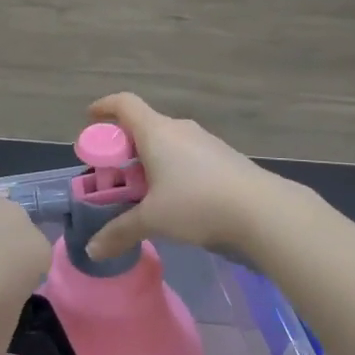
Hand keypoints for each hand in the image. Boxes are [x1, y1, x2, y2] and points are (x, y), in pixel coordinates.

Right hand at [83, 93, 296, 262]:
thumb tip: (91, 250)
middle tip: (113, 172)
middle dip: (124, 145)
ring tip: (144, 191)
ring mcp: (206, 142)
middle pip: (144, 125)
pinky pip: (188, 155)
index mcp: (156, 132)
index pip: (124, 104)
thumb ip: (120, 232)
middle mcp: (180, 129)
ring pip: (168, 142)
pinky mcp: (225, 158)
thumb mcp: (153, 220)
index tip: (90, 118)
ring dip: (150, 159)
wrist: (264, 211)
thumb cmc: (197, 203)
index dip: (104, 107)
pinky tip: (176, 198)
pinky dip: (173, 168)